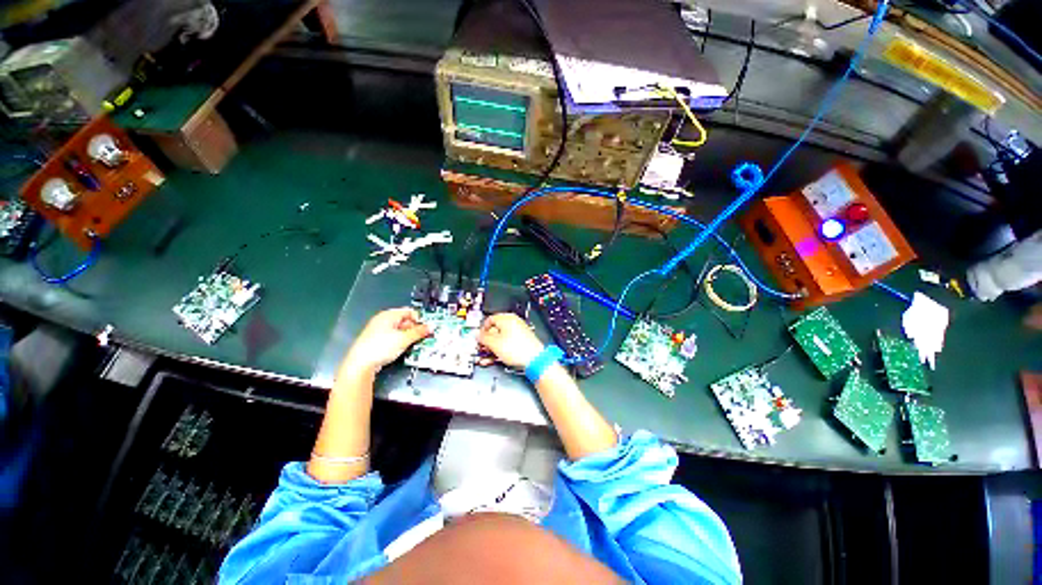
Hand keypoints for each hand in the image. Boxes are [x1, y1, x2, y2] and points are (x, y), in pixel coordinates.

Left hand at [342, 308, 430, 373]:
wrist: (360, 364)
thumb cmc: (380, 347)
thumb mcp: (404, 339)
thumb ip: (419, 332)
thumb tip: (430, 327)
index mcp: (388, 315)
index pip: (409, 311)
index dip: (419, 319)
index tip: (426, 327)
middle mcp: (383, 320)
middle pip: (405, 321)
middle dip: (415, 329)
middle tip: (423, 337)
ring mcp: (379, 331)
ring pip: (399, 330)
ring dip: (408, 336)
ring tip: (415, 344)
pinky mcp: (377, 341)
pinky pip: (393, 338)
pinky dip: (400, 342)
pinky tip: (403, 348)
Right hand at [478, 313, 544, 368]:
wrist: (535, 359)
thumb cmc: (518, 349)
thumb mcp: (494, 344)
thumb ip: (483, 338)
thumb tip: (476, 334)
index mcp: (506, 318)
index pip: (489, 320)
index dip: (482, 330)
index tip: (479, 338)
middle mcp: (513, 322)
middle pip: (495, 330)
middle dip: (487, 341)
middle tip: (482, 349)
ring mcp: (518, 332)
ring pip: (501, 339)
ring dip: (492, 348)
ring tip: (486, 357)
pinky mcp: (522, 341)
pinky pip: (507, 343)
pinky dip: (501, 350)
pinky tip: (495, 359)